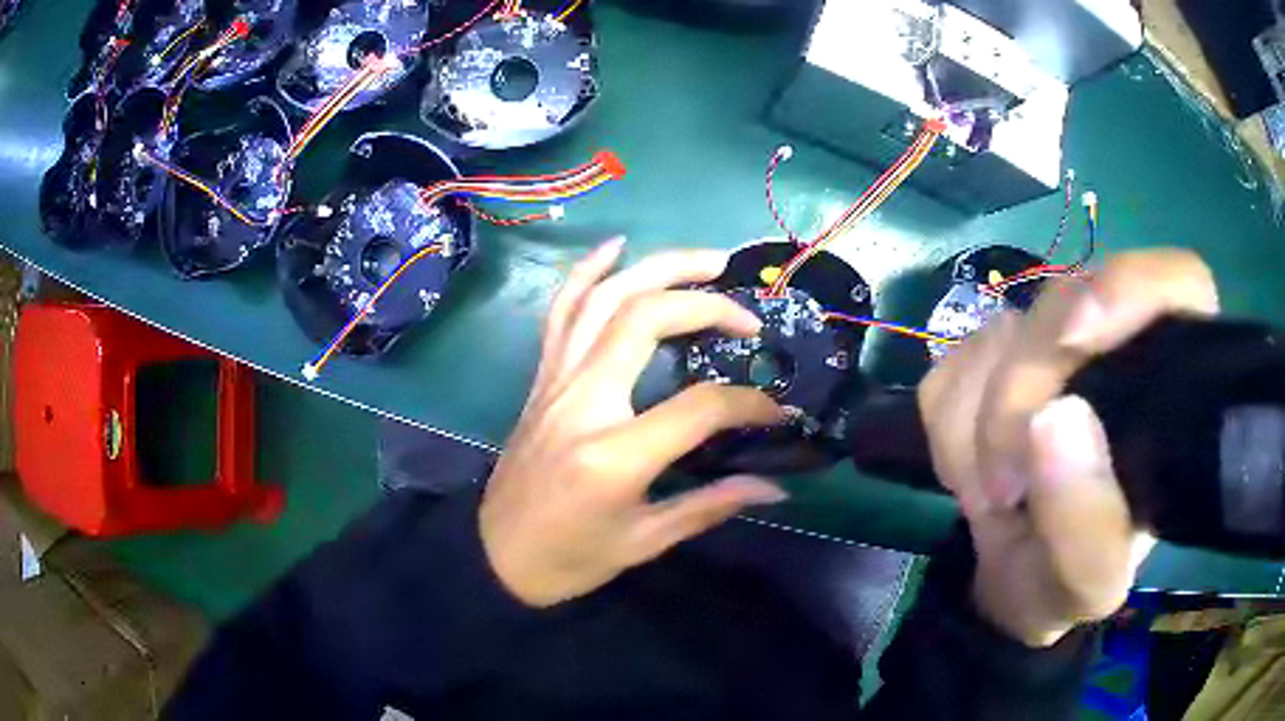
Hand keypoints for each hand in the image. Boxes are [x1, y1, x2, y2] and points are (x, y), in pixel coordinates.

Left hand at [480, 240, 788, 607]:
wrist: (494, 554)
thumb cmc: (569, 558)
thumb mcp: (643, 542)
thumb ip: (710, 506)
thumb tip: (776, 489)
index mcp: (614, 455)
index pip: (699, 407)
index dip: (749, 404)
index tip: (778, 409)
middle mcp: (582, 401)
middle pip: (645, 319)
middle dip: (705, 303)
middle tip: (748, 311)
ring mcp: (556, 381)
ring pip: (604, 298)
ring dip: (657, 268)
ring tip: (706, 260)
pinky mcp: (542, 377)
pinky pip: (561, 311)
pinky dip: (587, 271)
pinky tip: (616, 246)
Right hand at [919, 249, 1218, 645]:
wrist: (1007, 583)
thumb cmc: (1065, 584)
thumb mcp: (1086, 583)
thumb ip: (1085, 526)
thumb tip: (1052, 419)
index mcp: (1169, 391)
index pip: (1176, 284)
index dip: (1130, 288)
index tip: (1075, 340)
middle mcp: (1116, 347)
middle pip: (1065, 304)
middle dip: (1020, 391)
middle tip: (1004, 484)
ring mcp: (1050, 345)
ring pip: (997, 334)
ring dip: (978, 427)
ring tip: (997, 493)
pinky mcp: (994, 358)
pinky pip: (952, 366)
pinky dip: (950, 429)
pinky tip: (975, 470)